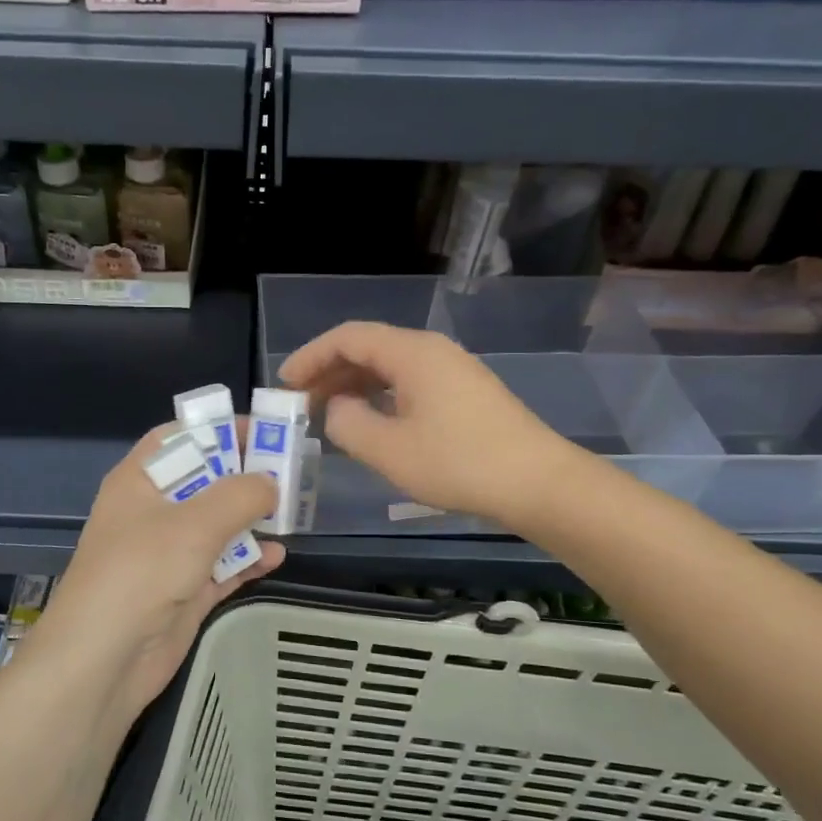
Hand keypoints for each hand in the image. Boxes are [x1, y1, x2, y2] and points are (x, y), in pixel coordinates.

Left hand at [36, 425, 284, 714]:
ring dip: (251, 519)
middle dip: (245, 476)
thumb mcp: (193, 523)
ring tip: (291, 513)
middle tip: (290, 471)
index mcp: (140, 481)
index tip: (263, 431)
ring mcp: (168, 554)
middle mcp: (153, 512)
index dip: (218, 429)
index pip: (180, 438)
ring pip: (217, 525)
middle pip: (205, 481)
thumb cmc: (141, 573)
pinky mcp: (184, 592)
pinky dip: (247, 560)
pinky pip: (222, 566)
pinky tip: (276, 556)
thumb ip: (239, 495)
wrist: (104, 661)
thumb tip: (270, 482)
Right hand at [279, 321, 561, 526]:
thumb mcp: (389, 450)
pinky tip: (371, 423)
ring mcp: (452, 370)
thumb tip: (337, 409)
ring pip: (389, 367)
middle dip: (329, 372)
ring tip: (328, 415)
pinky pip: (409, 383)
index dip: (311, 356)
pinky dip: (380, 396)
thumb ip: (348, 424)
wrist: (537, 483)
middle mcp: (432, 351)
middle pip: (369, 348)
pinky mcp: (464, 393)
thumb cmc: (458, 463)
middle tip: (300, 404)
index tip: (284, 384)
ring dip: (354, 386)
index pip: (348, 337)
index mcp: (412, 353)